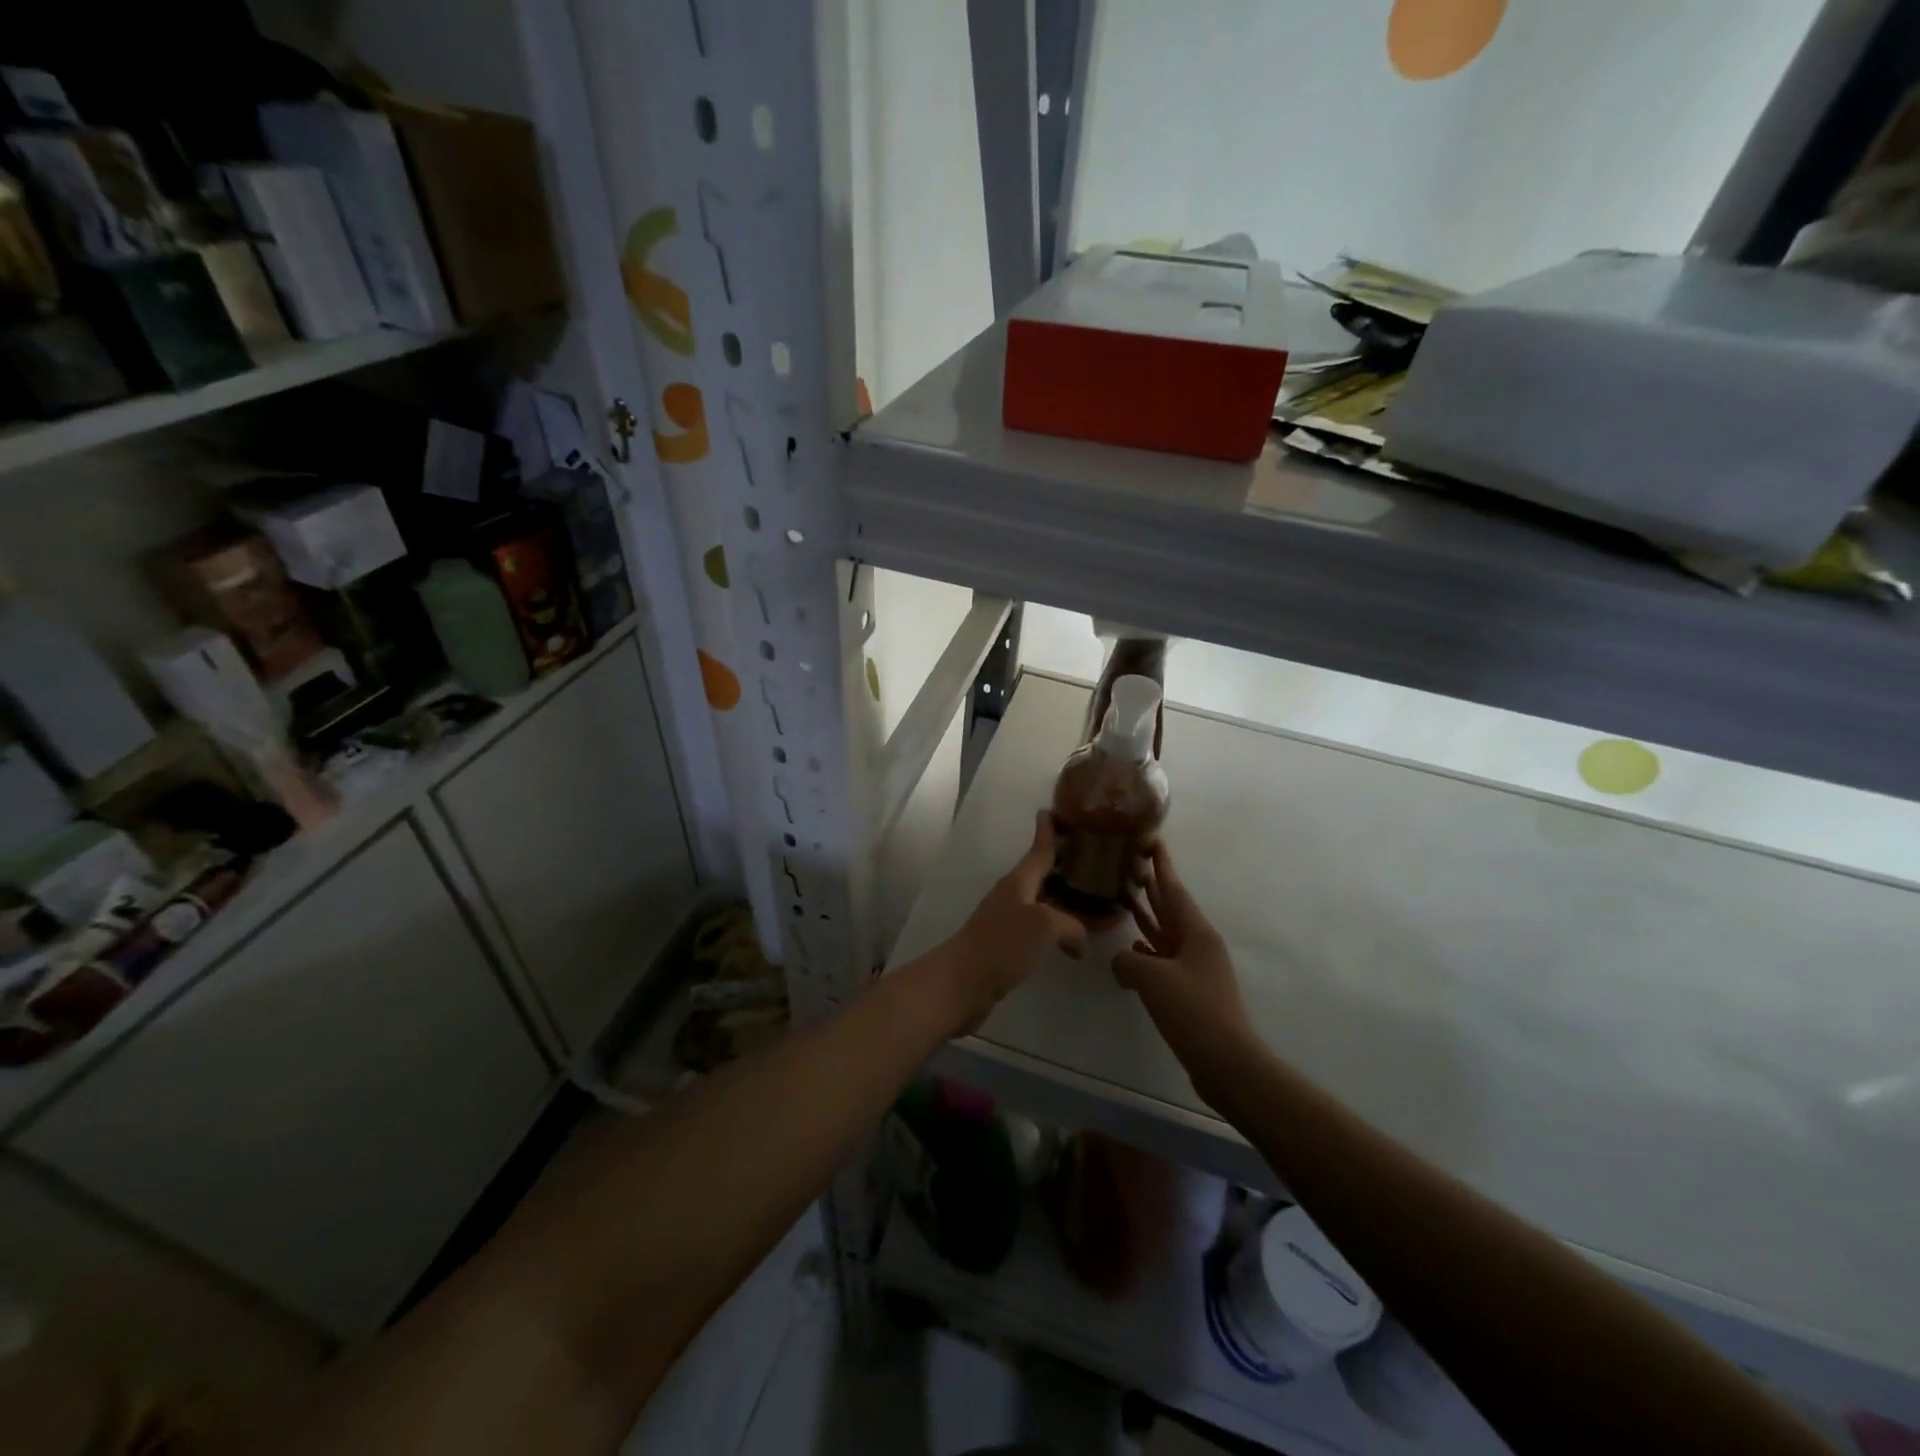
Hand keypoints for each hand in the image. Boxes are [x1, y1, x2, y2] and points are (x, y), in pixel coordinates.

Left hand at [941, 811, 1087, 1027]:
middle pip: (1040, 874)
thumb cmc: (1001, 945)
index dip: (1047, 831)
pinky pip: (1037, 929)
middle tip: (1090, 858)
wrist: (960, 983)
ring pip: (1040, 903)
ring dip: (1060, 898)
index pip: (1038, 850)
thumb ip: (1070, 925)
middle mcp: (1012, 896)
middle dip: (1061, 864)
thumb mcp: (1044, 926)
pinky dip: (1055, 929)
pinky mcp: (1005, 947)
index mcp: (1019, 882)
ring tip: (1089, 900)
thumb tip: (1079, 940)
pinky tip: (1069, 941)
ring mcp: (1006, 922)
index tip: (1051, 810)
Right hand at [1113, 842, 1253, 1098]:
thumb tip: (1123, 962)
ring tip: (1123, 897)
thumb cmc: (1193, 1011)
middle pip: (1169, 907)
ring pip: (1164, 932)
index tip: (1152, 839)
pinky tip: (1131, 949)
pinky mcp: (1189, 990)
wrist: (1227, 1062)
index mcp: (1196, 932)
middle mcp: (1197, 944)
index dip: (1161, 864)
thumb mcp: (1152, 979)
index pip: (1173, 889)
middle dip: (1151, 885)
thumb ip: (1128, 961)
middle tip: (1129, 862)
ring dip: (1146, 915)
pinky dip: (1146, 949)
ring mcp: (1194, 968)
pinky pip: (1163, 959)